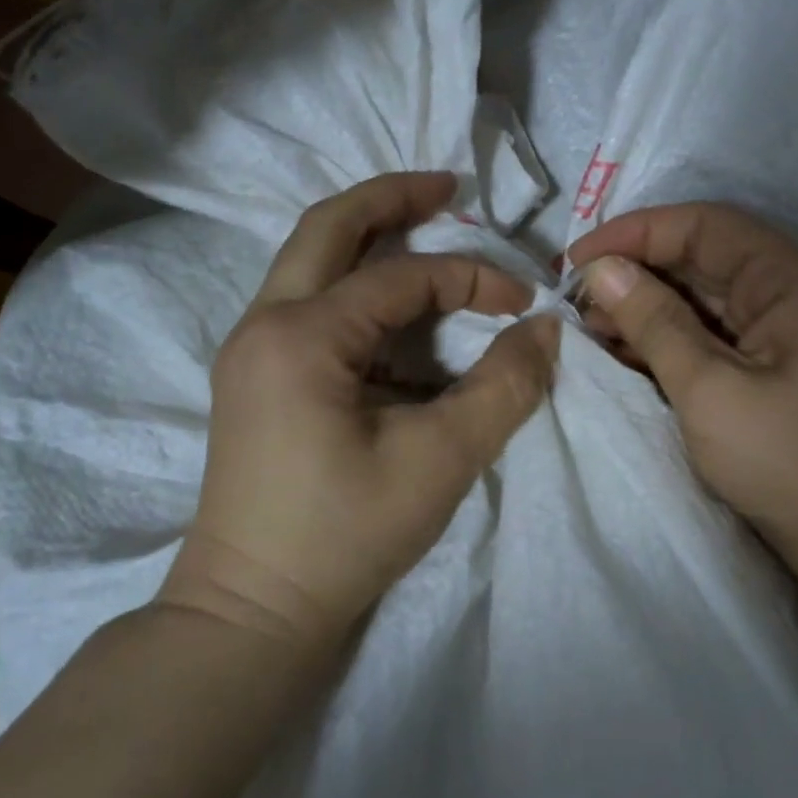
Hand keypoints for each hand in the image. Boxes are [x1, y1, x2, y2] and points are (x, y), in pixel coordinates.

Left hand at [160, 172, 558, 646]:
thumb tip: (545, 329)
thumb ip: (503, 387)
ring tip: (427, 230)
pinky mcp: (258, 379)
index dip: (472, 277)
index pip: (402, 278)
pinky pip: (309, 306)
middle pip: (328, 228)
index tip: (524, 301)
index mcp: (301, 336)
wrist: (252, 611)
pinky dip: (357, 290)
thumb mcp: (441, 460)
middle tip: (448, 186)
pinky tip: (398, 315)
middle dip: (392, 199)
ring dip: (369, 240)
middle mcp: (264, 324)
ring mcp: (252, 350)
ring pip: (311, 263)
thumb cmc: (343, 536)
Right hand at [569, 203, 797, 577]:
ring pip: (708, 296)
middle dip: (639, 273)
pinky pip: (718, 331)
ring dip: (651, 306)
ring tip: (594, 328)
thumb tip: (602, 269)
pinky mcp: (781, 361)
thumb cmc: (784, 462)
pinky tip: (629, 350)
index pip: (707, 226)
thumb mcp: (708, 389)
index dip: (637, 233)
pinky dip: (673, 336)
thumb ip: (654, 321)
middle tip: (579, 301)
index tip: (577, 261)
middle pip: (707, 257)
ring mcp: (793, 328)